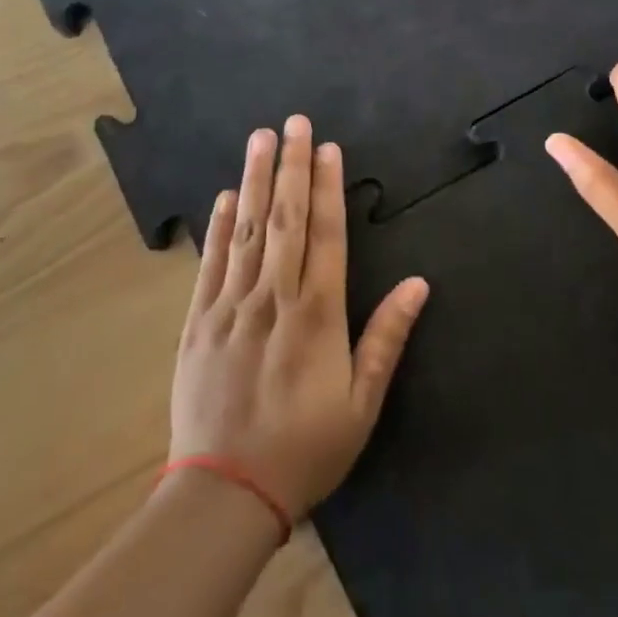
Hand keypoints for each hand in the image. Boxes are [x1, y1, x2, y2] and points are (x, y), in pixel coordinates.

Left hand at [169, 117, 430, 519]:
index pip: (325, 234)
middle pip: (286, 218)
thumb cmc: (305, 450)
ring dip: (256, 179)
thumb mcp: (362, 404)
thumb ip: (387, 338)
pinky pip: (211, 263)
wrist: (225, 494)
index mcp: (317, 314)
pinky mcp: (198, 321)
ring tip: (261, 138)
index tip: (329, 148)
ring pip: (247, 229)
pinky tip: (226, 195)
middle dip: (293, 166)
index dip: (328, 187)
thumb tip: (419, 283)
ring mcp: (231, 306)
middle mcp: (273, 297)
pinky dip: (219, 225)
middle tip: (295, 122)